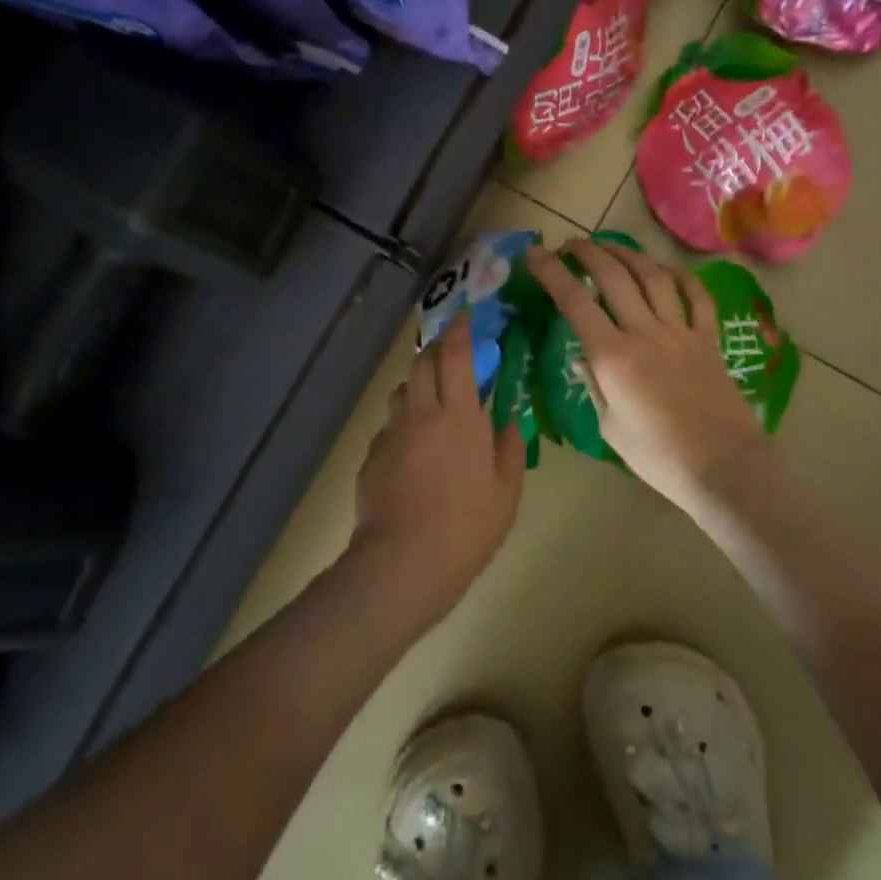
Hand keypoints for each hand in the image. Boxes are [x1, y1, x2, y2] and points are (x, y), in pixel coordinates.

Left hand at [348, 319, 525, 620]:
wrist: (403, 563)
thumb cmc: (467, 527)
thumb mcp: (506, 490)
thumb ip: (509, 447)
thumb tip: (507, 419)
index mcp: (458, 415)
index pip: (456, 355)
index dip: (460, 330)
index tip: (466, 316)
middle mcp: (420, 413)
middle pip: (422, 363)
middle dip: (437, 349)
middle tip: (453, 354)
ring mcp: (391, 434)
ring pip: (401, 391)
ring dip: (418, 385)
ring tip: (433, 402)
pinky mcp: (371, 457)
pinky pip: (389, 427)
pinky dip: (404, 424)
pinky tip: (413, 452)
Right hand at [527, 239, 778, 510]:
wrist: (723, 467)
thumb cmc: (657, 456)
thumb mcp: (609, 426)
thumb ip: (595, 384)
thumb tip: (583, 356)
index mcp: (613, 356)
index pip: (575, 302)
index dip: (552, 273)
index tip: (536, 255)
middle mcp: (645, 332)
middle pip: (613, 276)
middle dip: (587, 253)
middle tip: (571, 245)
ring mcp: (680, 332)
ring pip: (653, 277)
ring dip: (629, 255)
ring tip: (611, 247)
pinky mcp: (709, 340)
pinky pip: (697, 299)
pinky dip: (683, 279)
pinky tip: (668, 270)